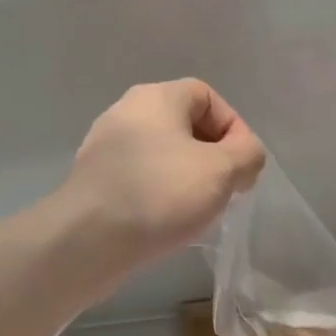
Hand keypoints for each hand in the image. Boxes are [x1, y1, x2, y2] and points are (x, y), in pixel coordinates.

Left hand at [62, 80, 265, 270]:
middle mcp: (126, 114)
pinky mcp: (94, 183)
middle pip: (183, 126)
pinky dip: (159, 196)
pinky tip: (165, 223)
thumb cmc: (160, 194)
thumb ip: (247, 155)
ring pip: (161, 156)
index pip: (206, 95)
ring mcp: (105, 149)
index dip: (233, 127)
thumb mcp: (222, 171)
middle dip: (211, 157)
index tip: (242, 166)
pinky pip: (139, 180)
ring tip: (197, 211)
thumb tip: (245, 156)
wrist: (89, 240)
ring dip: (186, 179)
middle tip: (224, 191)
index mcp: (155, 98)